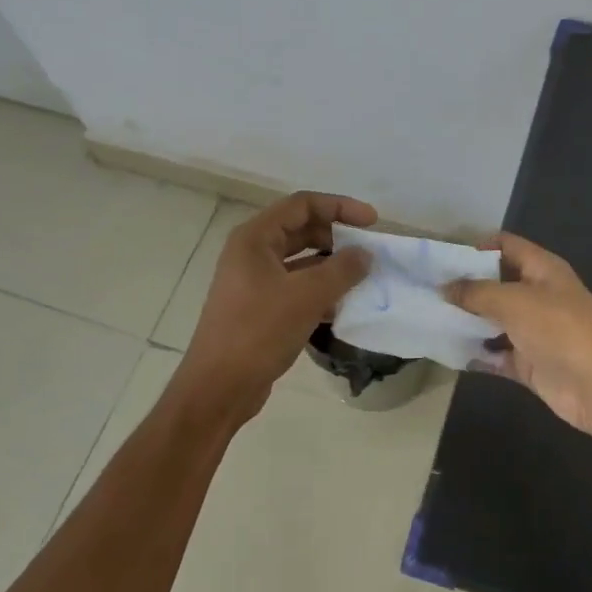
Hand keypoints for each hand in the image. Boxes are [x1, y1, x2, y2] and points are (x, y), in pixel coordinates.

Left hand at [178, 192, 375, 417]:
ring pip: (300, 261)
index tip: (372, 222)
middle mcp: (252, 253)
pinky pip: (296, 287)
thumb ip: (342, 270)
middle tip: (368, 251)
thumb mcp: (306, 296)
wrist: (219, 387)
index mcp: (255, 238)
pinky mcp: (259, 308)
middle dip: (337, 237)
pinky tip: (343, 306)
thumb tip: (366, 255)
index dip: (340, 206)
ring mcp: (254, 282)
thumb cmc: (258, 332)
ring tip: (362, 279)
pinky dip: (320, 290)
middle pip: (301, 230)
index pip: (302, 204)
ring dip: (331, 266)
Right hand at [445, 233, 591, 440]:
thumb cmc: (560, 329)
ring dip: (467, 322)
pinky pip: (496, 354)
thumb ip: (476, 292)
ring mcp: (535, 331)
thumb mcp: (514, 301)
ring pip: (494, 321)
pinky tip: (447, 352)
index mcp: (543, 269)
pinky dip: (477, 354)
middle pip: (496, 284)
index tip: (441, 258)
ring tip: (428, 320)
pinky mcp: (530, 363)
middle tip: (424, 290)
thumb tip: (444, 287)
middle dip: (464, 287)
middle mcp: (538, 295)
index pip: (506, 246)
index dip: (476, 247)